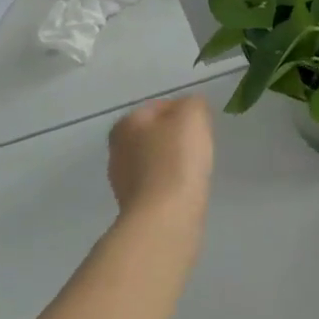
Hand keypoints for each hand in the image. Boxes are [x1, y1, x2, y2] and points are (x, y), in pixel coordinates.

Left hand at [107, 96, 212, 224]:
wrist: (165, 215)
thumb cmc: (177, 157)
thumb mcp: (193, 114)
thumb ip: (193, 103)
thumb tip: (190, 109)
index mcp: (126, 124)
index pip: (161, 107)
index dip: (185, 113)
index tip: (201, 126)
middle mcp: (117, 149)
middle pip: (155, 134)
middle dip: (175, 138)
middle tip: (199, 145)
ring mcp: (122, 180)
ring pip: (155, 160)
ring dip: (173, 161)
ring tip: (194, 169)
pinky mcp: (133, 205)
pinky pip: (157, 184)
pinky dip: (170, 183)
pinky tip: (185, 188)